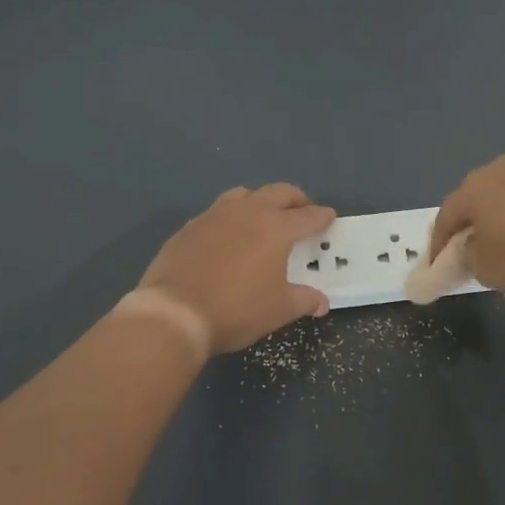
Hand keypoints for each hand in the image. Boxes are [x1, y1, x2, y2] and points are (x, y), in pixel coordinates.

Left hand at [139, 184, 335, 353]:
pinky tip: (227, 236)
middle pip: (278, 192)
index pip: (308, 216)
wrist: (175, 313)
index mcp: (276, 228)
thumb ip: (304, 300)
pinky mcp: (189, 227)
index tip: (329, 217)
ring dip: (260, 201)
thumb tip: (321, 303)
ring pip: (244, 194)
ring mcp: (215, 215)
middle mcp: (248, 212)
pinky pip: (216, 212)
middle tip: (302, 211)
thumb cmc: (237, 310)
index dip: (322, 217)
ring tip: (263, 217)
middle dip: (295, 199)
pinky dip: (230, 217)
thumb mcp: (279, 310)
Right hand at [428, 155, 504, 296]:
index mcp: (474, 187)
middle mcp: (502, 169)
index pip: (445, 218)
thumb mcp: (488, 270)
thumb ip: (469, 259)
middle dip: (474, 227)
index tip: (439, 268)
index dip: (438, 246)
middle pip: (478, 201)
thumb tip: (472, 250)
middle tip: (476, 254)